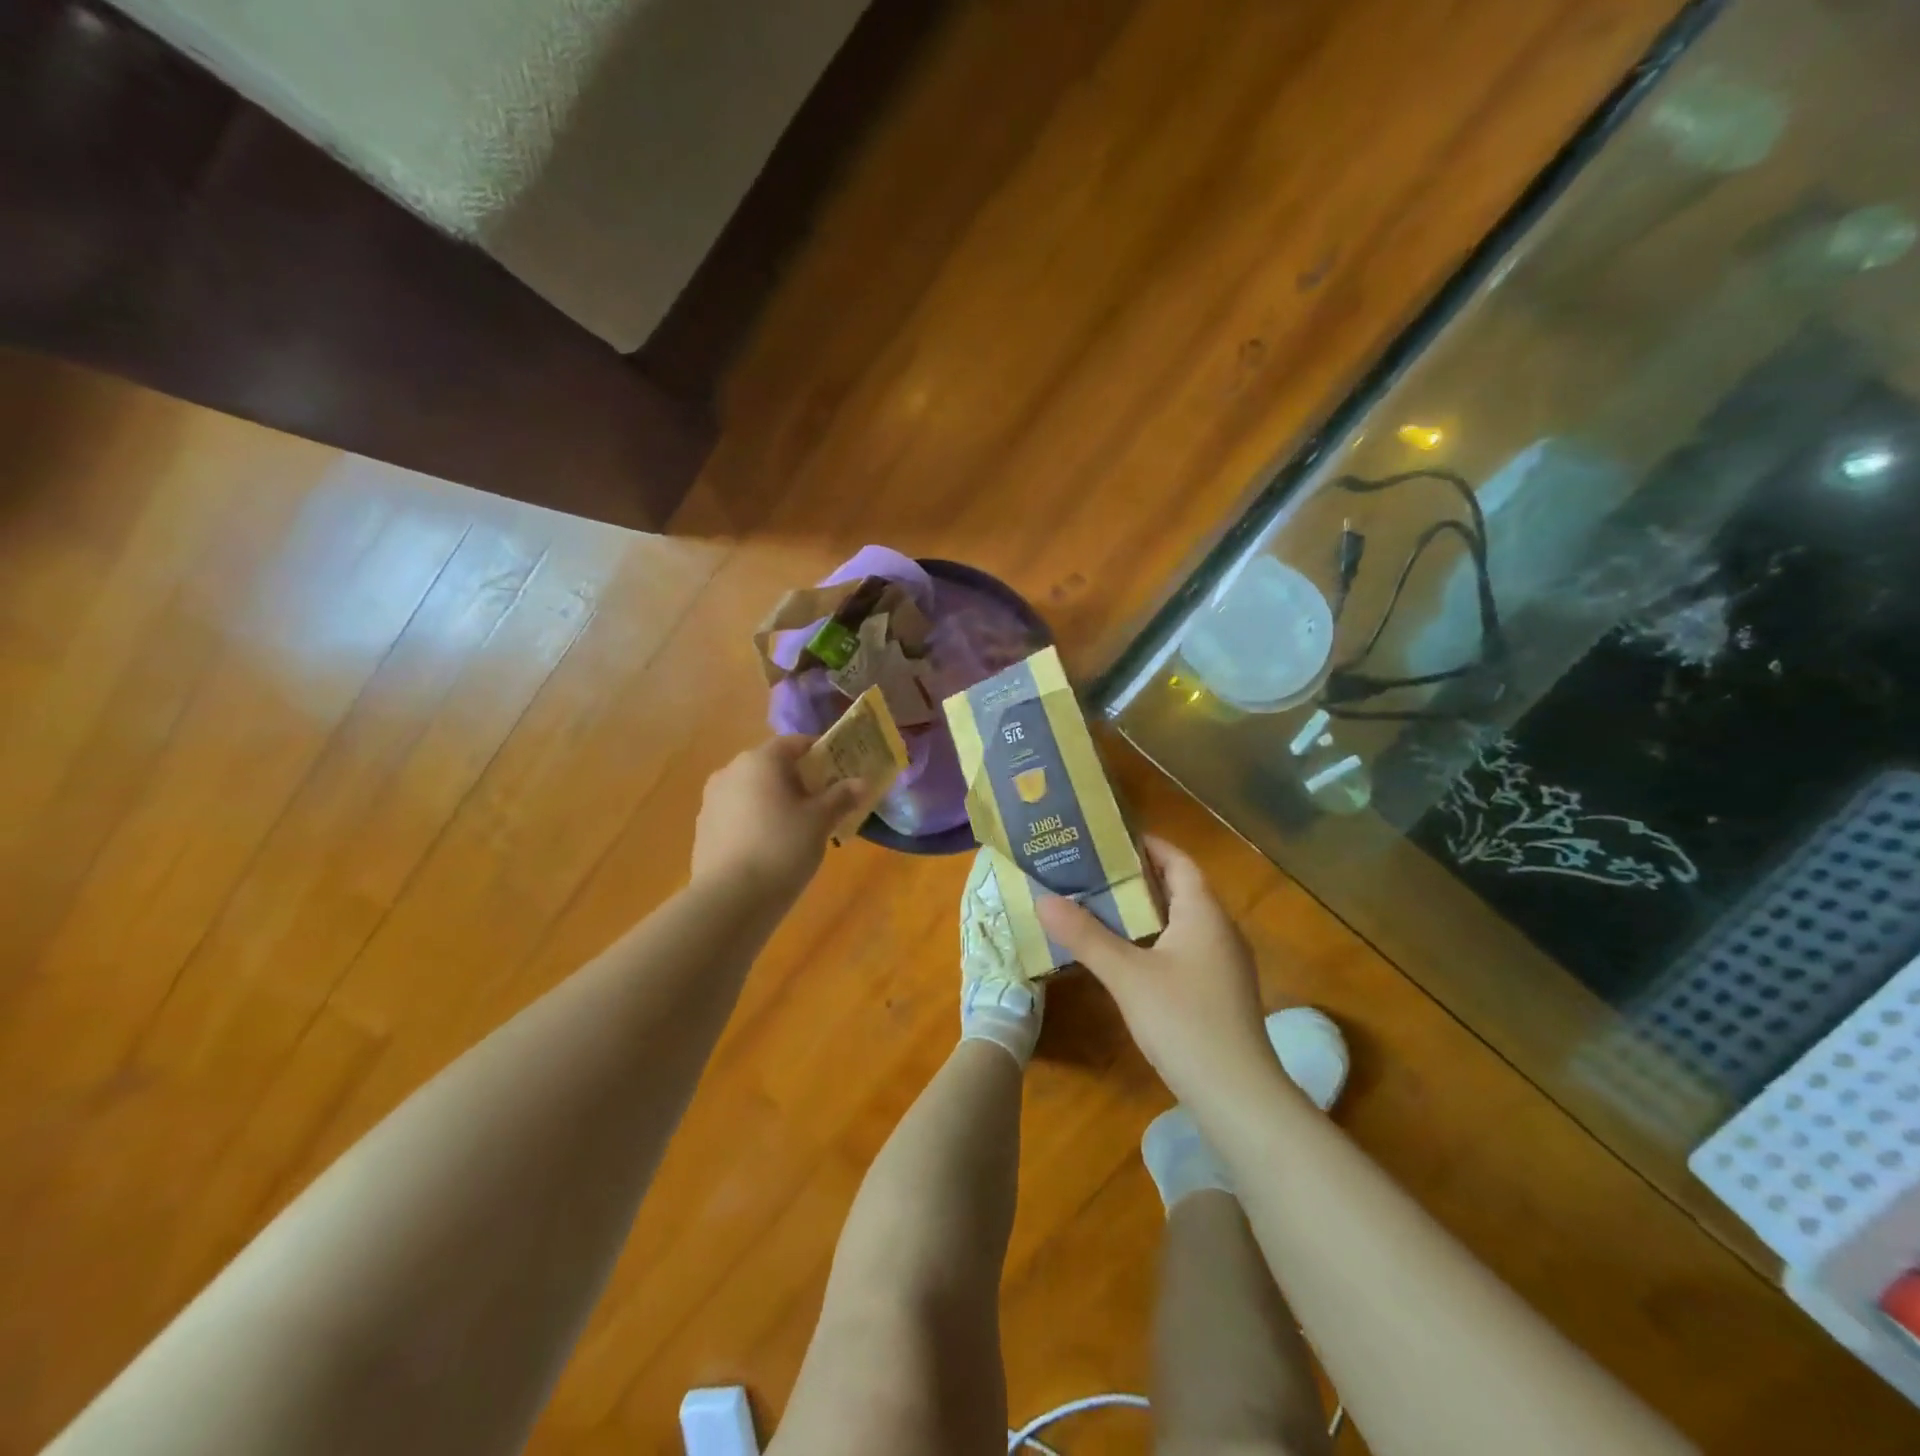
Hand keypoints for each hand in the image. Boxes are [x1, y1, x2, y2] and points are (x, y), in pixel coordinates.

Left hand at [691, 738, 864, 901]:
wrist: (730, 898)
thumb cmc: (782, 847)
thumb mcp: (820, 821)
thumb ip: (841, 797)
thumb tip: (860, 782)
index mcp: (760, 760)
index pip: (794, 743)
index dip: (819, 753)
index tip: (838, 771)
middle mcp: (731, 771)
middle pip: (771, 766)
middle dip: (797, 780)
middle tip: (821, 803)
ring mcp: (712, 800)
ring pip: (752, 790)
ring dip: (774, 800)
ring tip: (796, 828)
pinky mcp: (703, 828)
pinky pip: (737, 814)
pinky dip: (755, 820)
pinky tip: (770, 846)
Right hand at [1036, 837, 1279, 1106]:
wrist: (1237, 1095)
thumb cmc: (1184, 1021)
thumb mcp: (1127, 975)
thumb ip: (1085, 936)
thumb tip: (1043, 899)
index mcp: (1204, 913)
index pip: (1179, 862)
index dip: (1148, 845)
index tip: (1110, 838)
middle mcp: (1220, 930)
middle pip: (1180, 889)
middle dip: (1139, 877)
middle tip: (1094, 871)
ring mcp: (1224, 964)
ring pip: (1182, 922)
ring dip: (1146, 911)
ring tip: (1101, 906)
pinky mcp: (1220, 992)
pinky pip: (1185, 948)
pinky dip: (1156, 940)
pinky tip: (1127, 955)